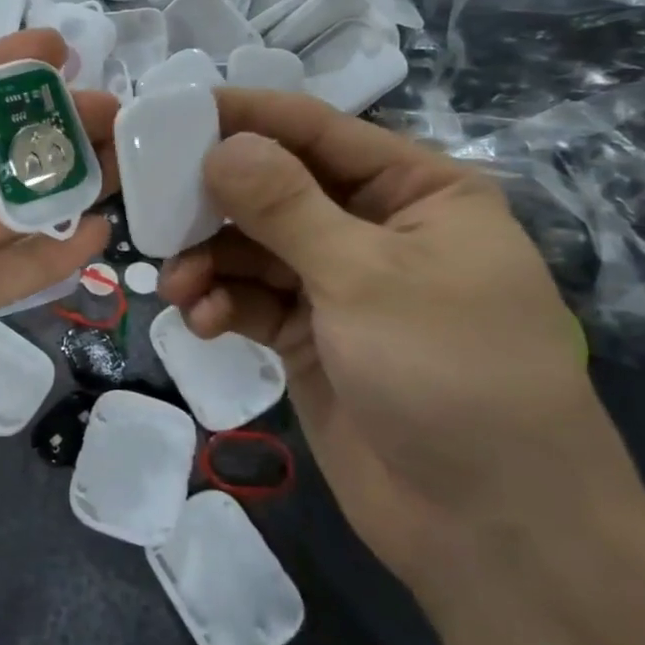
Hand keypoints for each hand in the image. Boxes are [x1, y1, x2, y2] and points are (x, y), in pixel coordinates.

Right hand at [159, 89, 644, 607]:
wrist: (491, 532)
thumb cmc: (450, 374)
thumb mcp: (366, 276)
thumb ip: (285, 206)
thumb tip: (220, 145)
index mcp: (416, 191)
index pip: (318, 130)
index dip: (246, 117)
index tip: (171, 111)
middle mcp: (375, 229)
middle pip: (276, 188)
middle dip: (216, 200)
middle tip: (153, 205)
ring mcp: (340, 286)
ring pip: (254, 248)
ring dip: (210, 260)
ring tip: (178, 283)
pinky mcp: (311, 338)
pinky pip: (252, 301)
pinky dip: (222, 304)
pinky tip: (200, 321)